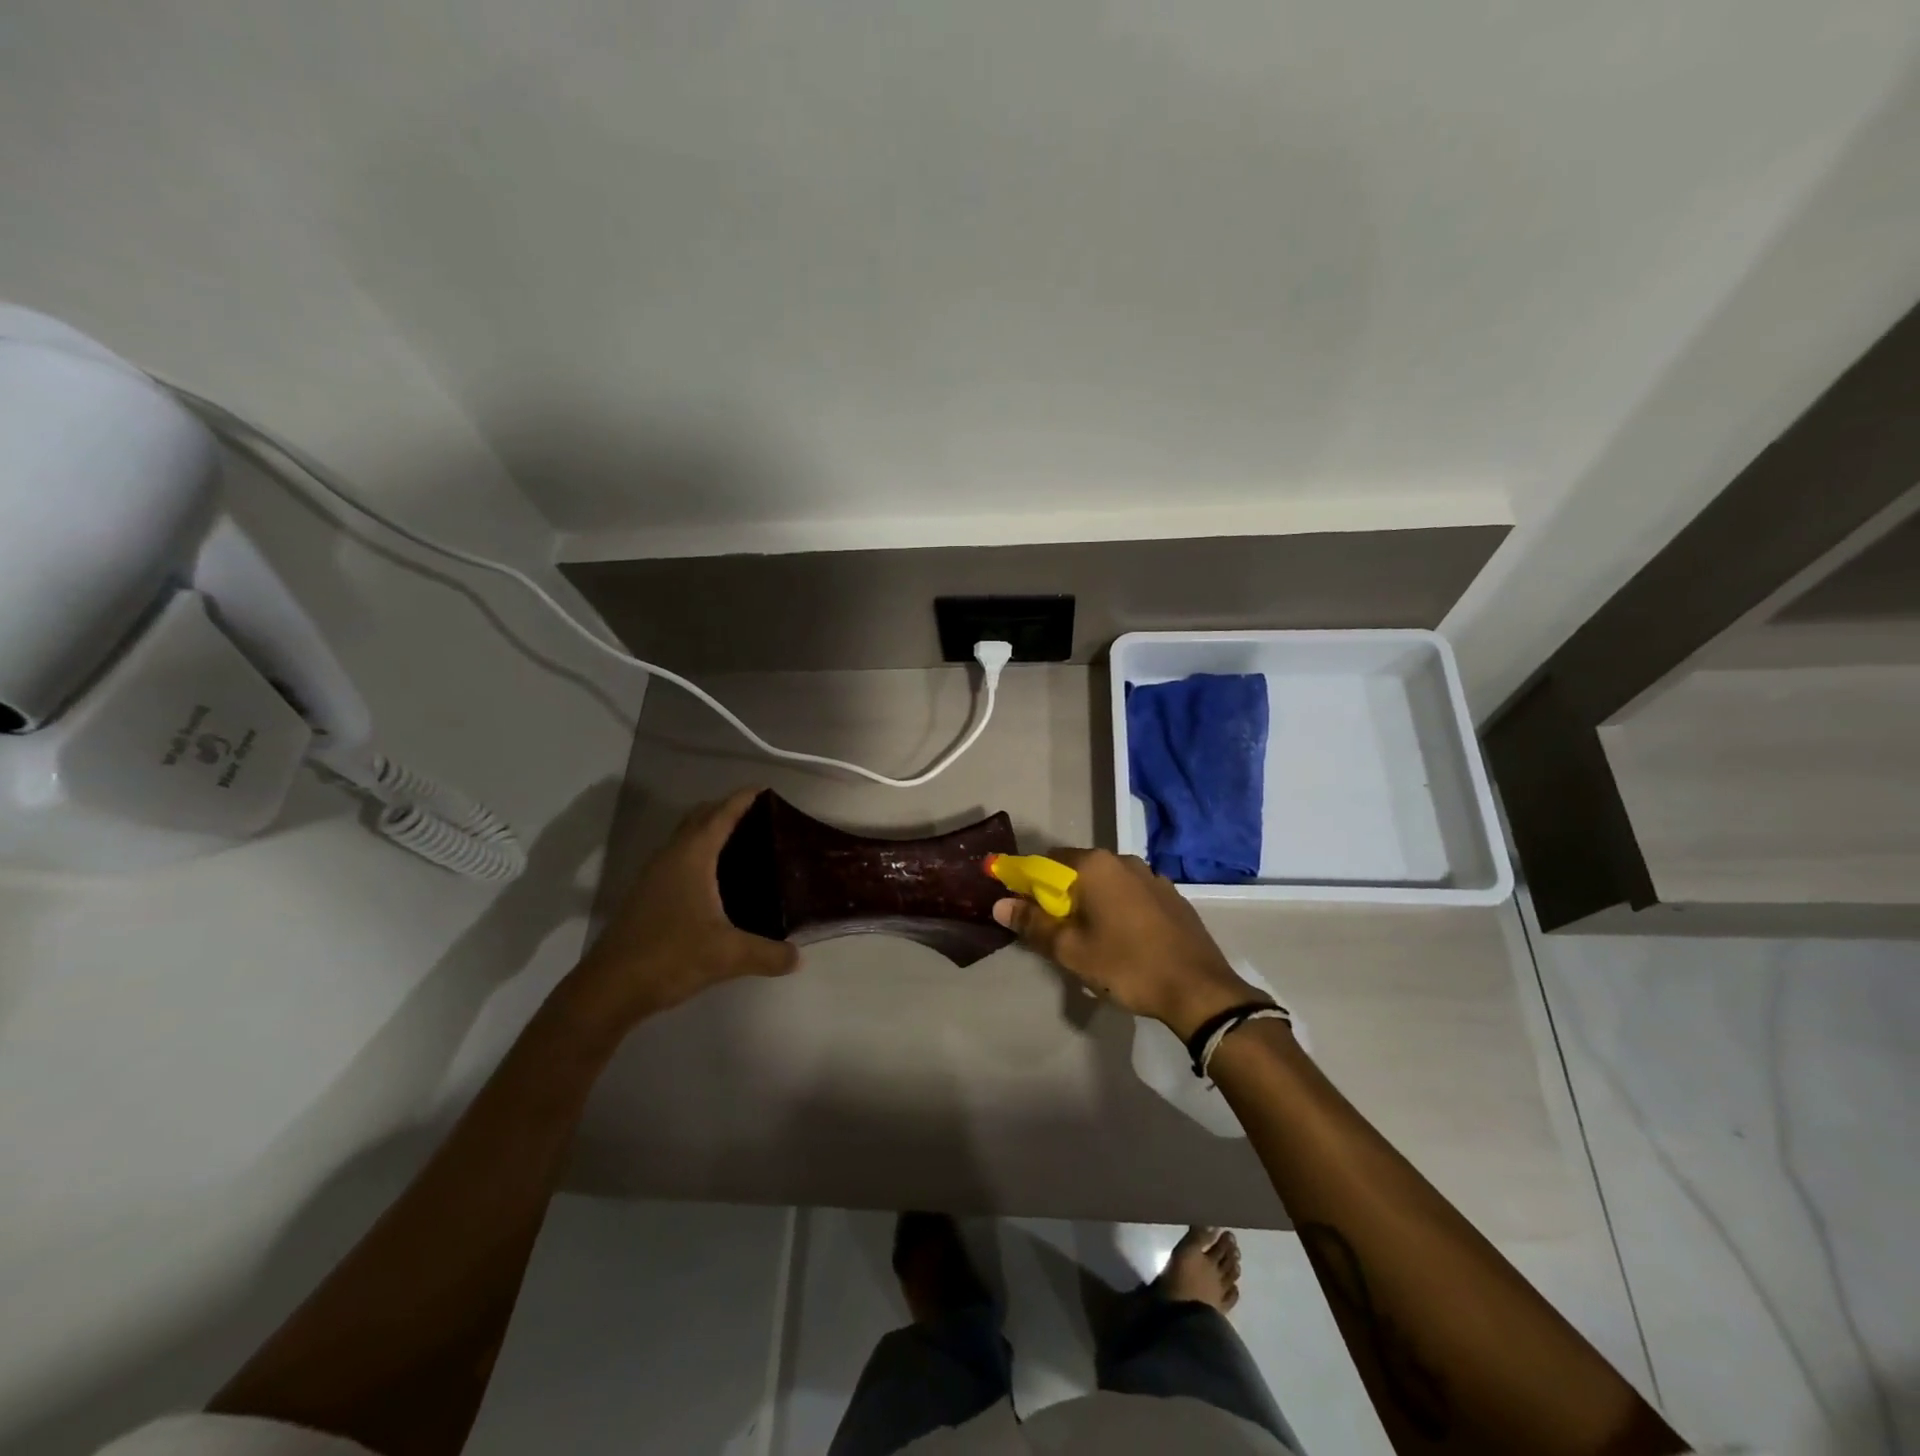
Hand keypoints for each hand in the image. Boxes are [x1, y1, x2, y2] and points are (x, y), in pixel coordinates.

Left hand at [575, 788, 798, 1024]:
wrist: (610, 988)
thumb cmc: (670, 957)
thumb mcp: (729, 956)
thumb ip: (769, 954)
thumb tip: (799, 957)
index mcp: (691, 856)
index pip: (721, 814)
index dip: (743, 799)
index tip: (766, 790)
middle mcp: (670, 856)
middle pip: (700, 818)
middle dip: (727, 810)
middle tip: (762, 820)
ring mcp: (653, 875)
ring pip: (686, 838)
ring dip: (710, 832)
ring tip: (745, 846)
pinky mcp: (646, 895)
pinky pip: (678, 859)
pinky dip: (699, 855)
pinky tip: (717, 882)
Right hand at [993, 849, 1263, 1038]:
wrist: (1199, 990)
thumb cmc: (1127, 966)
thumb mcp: (1071, 950)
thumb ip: (1032, 923)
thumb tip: (1000, 905)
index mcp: (1096, 865)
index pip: (1047, 861)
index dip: (1029, 883)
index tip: (1024, 909)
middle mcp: (1124, 860)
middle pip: (1078, 871)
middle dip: (1062, 896)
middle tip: (1057, 934)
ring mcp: (1153, 877)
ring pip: (1107, 884)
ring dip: (1092, 904)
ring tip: (1092, 942)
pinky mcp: (1172, 897)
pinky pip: (1132, 896)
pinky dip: (1119, 910)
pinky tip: (1124, 942)